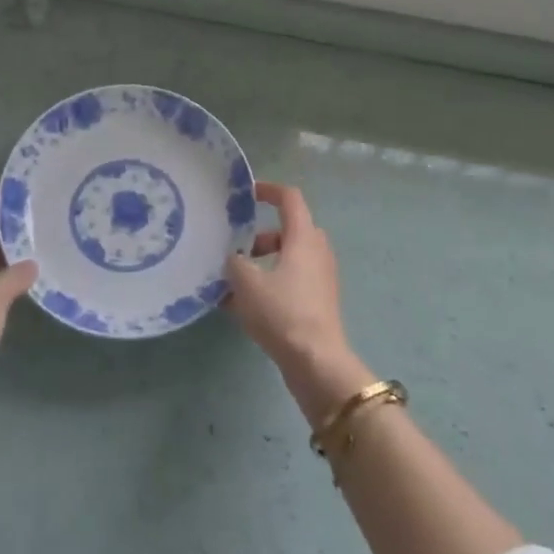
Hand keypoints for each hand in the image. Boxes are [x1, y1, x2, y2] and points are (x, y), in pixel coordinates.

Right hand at [225, 183, 373, 426]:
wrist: (316, 363)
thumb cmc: (282, 313)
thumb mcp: (247, 283)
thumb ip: (235, 262)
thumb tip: (234, 258)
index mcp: (303, 238)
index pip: (290, 198)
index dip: (268, 190)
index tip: (247, 194)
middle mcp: (317, 252)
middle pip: (289, 231)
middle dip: (260, 237)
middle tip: (237, 249)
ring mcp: (321, 279)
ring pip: (288, 259)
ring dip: (262, 265)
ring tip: (233, 284)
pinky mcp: (319, 303)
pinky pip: (291, 283)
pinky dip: (270, 286)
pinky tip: (242, 309)